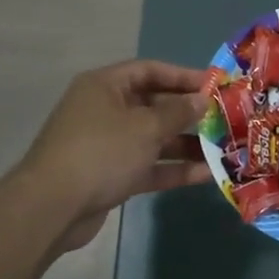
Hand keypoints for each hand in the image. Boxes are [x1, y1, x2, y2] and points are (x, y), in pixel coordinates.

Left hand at [17, 59, 212, 256]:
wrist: (52, 207)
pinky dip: (172, 169)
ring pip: (153, 139)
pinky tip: (206, 174)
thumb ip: (178, 112)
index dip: (183, 76)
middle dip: (189, 114)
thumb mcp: (145, 127)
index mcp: (105, 86)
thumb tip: (202, 99)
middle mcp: (105, 110)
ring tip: (223, 149)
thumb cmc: (101, 152)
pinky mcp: (110, 175)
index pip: (150, 70)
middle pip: (153, 105)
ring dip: (186, 144)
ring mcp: (107, 145)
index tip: (215, 86)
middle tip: (225, 120)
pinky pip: (147, 165)